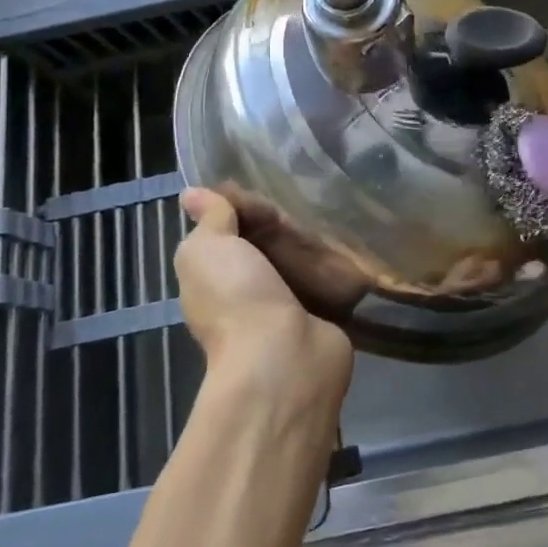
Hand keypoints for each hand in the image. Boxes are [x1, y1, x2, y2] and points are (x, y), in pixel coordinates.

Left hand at [176, 188, 352, 421]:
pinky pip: (330, 280)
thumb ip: (210, 220)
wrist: (284, 357)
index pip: (229, 229)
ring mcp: (287, 306)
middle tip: (309, 197)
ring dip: (314, 241)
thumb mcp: (208, 248)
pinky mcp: (323, 316)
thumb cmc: (238, 297)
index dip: (245, 205)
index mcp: (214, 275)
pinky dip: (340, 264)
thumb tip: (193, 194)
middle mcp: (247, 291)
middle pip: (268, 242)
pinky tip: (354, 241)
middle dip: (286, 221)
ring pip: (300, 260)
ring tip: (336, 211)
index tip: (267, 189)